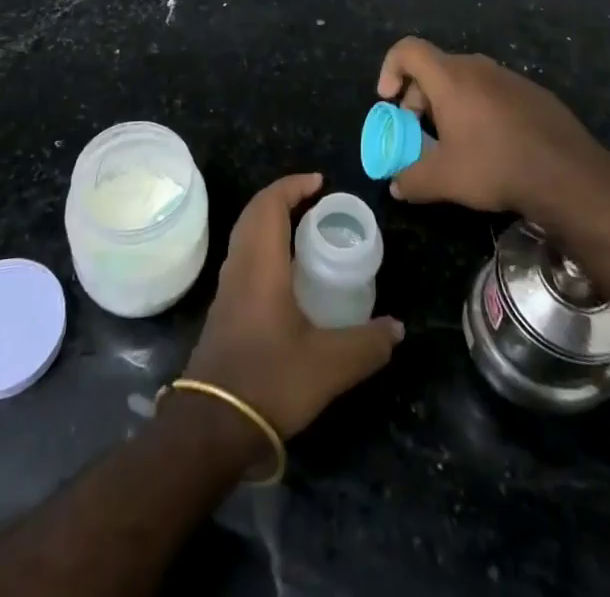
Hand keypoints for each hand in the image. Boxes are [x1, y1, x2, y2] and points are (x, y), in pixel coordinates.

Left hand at [184, 173, 402, 437]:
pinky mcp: (224, 310)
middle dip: (282, 198)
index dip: (293, 186)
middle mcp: (240, 266)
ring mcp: (227, 288)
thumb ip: (366, 344)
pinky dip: (264, 246)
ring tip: (305, 231)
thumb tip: (397, 328)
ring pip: (246, 235)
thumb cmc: (270, 380)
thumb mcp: (329, 365)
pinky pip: (244, 258)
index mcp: (261, 263)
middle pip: (254, 213)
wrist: (212, 426)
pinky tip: (287, 275)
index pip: (270, 204)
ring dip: (271, 222)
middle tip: (315, 202)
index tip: (320, 183)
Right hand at [377, 36, 598, 214]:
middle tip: (420, 130)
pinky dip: (481, 109)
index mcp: (449, 78)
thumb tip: (397, 186)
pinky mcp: (534, 92)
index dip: (390, 68)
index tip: (389, 100)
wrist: (568, 174)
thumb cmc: (495, 166)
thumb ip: (411, 180)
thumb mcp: (444, 180)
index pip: (407, 49)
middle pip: (435, 67)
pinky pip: (494, 91)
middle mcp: (477, 67)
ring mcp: (509, 77)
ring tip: (456, 141)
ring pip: (466, 80)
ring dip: (450, 103)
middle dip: (419, 96)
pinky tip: (493, 145)